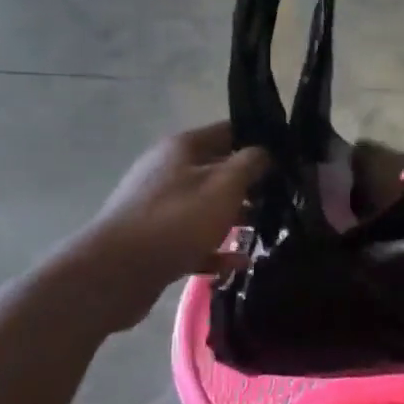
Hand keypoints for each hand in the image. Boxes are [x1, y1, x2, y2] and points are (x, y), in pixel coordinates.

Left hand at [69, 123, 268, 332]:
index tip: (288, 157)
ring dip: (235, 218)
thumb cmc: (176, 220)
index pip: (228, 131)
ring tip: (267, 232)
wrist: (115, 272)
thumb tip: (265, 152)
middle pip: (218, 171)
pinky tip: (238, 263)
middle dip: (250, 185)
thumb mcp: (223, 186)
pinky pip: (194, 240)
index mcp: (182, 148)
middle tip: (284, 199)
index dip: (258, 140)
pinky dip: (215, 249)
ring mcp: (159, 207)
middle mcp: (168, 171)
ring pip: (207, 207)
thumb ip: (249, 164)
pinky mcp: (156, 241)